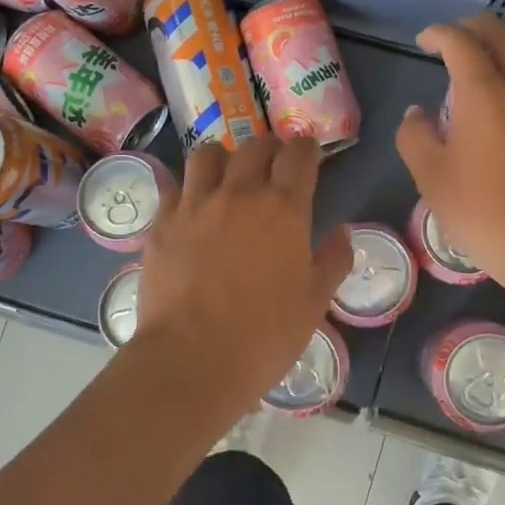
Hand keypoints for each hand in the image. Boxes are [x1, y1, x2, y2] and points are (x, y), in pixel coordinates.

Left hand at [136, 136, 353, 409]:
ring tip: (228, 176)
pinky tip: (193, 207)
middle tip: (273, 165)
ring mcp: (196, 204)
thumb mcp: (315, 302)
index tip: (309, 155)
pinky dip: (189, 188)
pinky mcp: (163, 222)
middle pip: (255, 145)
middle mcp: (239, 193)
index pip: (299, 155)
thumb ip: (333, 260)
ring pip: (208, 154)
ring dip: (224, 158)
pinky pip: (176, 186)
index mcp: (283, 208)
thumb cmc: (264, 335)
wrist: (193, 359)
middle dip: (270, 148)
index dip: (307, 149)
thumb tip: (340, 231)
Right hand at [396, 13, 504, 301]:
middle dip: (474, 28)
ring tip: (487, 63)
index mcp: (483, 91)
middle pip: (502, 35)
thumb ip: (415, 136)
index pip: (461, 42)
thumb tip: (417, 113)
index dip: (439, 34)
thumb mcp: (430, 176)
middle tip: (453, 39)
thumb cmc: (483, 210)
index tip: (424, 41)